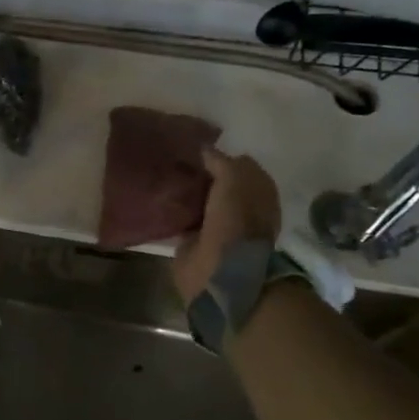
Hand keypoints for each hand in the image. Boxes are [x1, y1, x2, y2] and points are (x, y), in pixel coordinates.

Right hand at [171, 148, 281, 305]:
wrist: (220, 270)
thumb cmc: (234, 223)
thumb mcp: (233, 181)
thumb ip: (221, 161)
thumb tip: (204, 149)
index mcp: (259, 194)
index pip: (240, 166)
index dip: (221, 157)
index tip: (196, 149)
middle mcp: (242, 209)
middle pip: (218, 184)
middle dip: (200, 174)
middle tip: (175, 161)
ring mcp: (219, 227)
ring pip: (200, 201)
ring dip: (186, 192)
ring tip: (163, 176)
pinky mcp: (195, 241)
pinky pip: (184, 218)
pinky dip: (174, 210)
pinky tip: (159, 198)